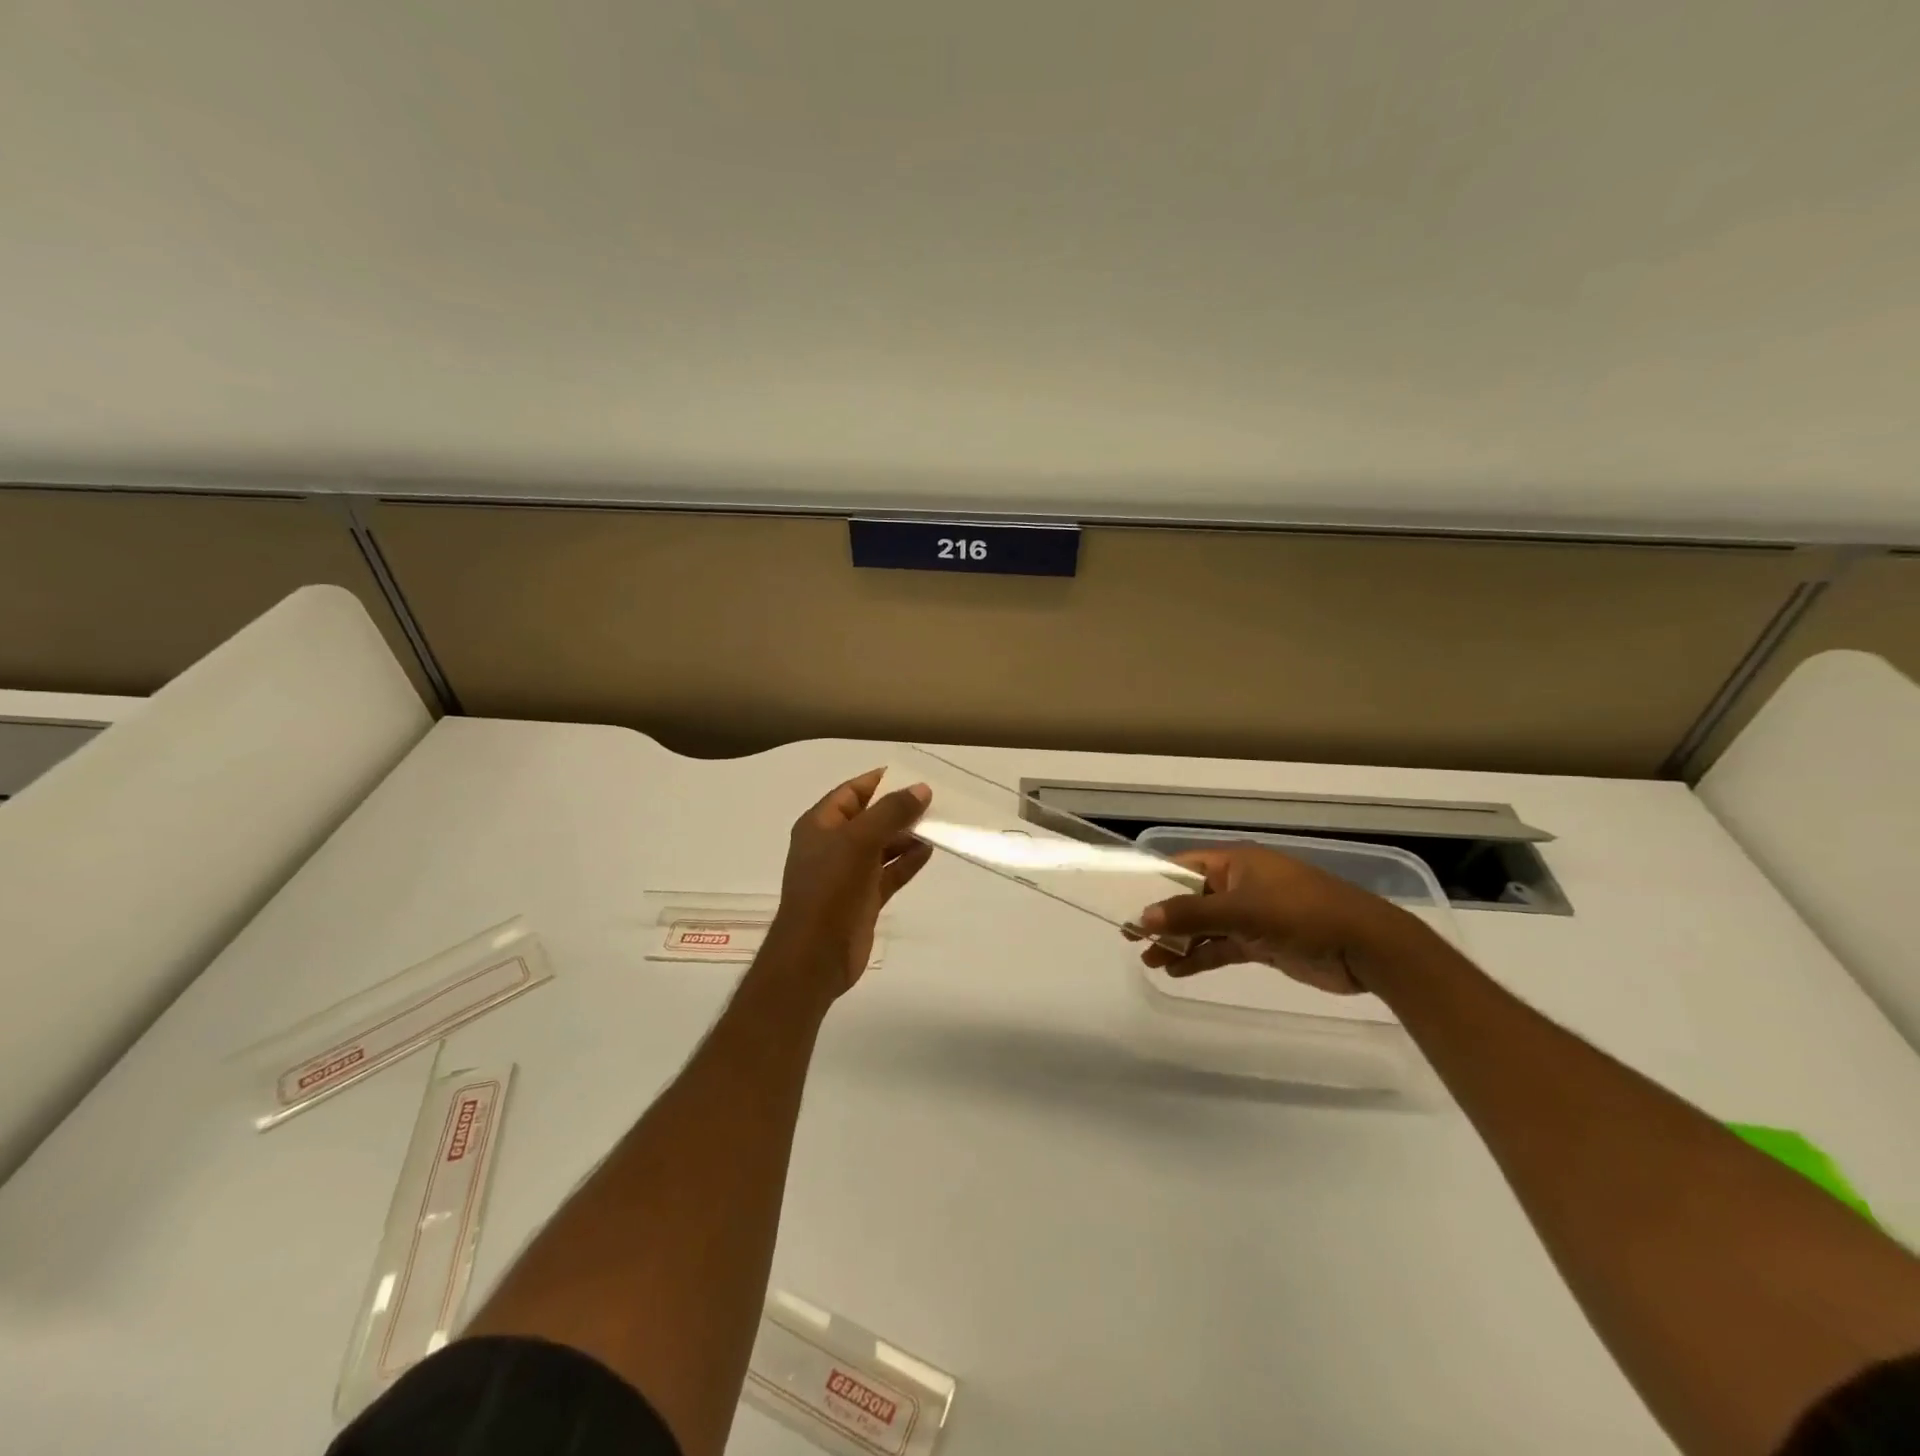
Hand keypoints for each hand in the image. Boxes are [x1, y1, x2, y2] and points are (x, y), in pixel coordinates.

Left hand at [769, 768, 933, 995]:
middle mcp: (832, 846)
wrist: (815, 956)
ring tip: (937, 824)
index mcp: (820, 825)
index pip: (851, 792)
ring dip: (906, 835)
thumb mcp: (859, 841)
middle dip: (898, 809)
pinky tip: (929, 852)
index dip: (879, 781)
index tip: (913, 774)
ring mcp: (848, 874)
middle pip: (869, 818)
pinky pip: (889, 873)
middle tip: (934, 800)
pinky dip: (907, 862)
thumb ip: (891, 813)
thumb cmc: (829, 889)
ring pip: (881, 846)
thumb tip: (921, 789)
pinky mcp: (863, 898)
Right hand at [1135, 846, 1434, 995]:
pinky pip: (1222, 947)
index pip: (1182, 868)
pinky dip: (1201, 958)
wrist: (1368, 949)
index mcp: (1235, 864)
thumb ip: (1192, 914)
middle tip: (1131, 939)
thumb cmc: (1303, 915)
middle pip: (1190, 898)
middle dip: (1162, 919)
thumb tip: (1142, 917)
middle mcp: (1240, 884)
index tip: (1125, 906)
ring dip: (1178, 942)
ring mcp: (1252, 914)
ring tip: (1150, 961)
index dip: (1152, 885)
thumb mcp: (1244, 911)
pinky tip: (1177, 972)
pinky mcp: (1263, 942)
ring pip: (1204, 926)